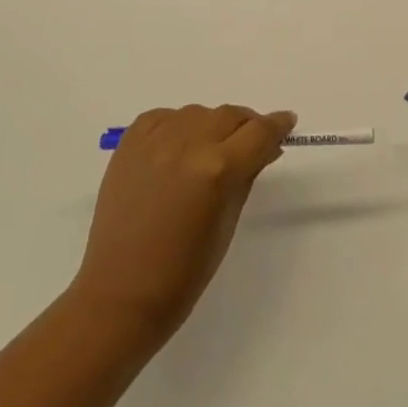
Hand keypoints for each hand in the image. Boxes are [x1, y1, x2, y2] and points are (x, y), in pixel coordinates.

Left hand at [73, 104, 294, 341]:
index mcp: (218, 169)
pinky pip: (162, 118)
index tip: (287, 123)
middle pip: (230, 116)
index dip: (278, 125)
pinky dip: (176, 126)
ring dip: (211, 126)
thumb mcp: (229, 221)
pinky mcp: (129, 145)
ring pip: (198, 113)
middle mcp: (188, 145)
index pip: (260, 132)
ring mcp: (155, 142)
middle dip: (247, 127)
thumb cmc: (185, 271)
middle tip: (250, 144)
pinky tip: (177, 147)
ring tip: (209, 151)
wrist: (121, 293)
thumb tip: (264, 147)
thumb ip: (247, 174)